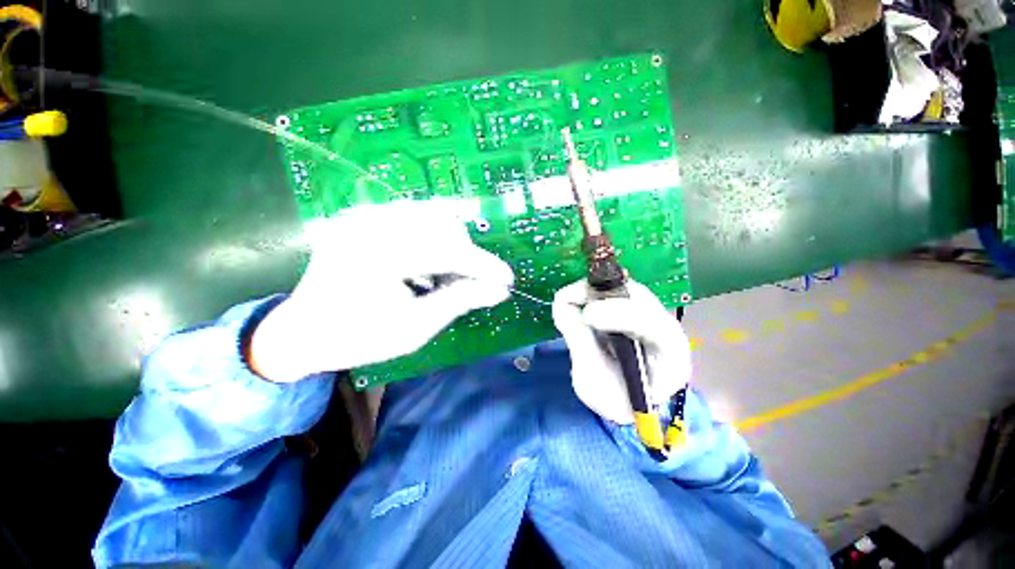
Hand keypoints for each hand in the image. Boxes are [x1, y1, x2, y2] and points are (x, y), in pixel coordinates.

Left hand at [250, 201, 513, 382]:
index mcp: (377, 255)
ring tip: (447, 275)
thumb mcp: (415, 328)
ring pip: (431, 215)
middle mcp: (370, 224)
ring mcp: (365, 216)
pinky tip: (428, 263)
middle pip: (442, 225)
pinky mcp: (366, 217)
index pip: (448, 252)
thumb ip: (459, 302)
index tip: (507, 280)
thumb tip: (499, 291)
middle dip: (467, 255)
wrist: (303, 331)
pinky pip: (414, 217)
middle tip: (474, 282)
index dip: (483, 266)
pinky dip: (433, 237)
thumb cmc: (359, 338)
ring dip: (452, 243)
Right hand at [551, 279, 691, 423]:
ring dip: (593, 291)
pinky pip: (613, 289)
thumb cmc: (613, 398)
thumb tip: (563, 306)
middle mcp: (667, 331)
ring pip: (625, 288)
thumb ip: (580, 343)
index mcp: (670, 361)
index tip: (587, 315)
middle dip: (603, 297)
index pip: (656, 328)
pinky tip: (574, 302)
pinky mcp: (634, 306)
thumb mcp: (593, 383)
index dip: (621, 315)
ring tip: (568, 301)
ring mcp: (651, 314)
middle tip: (568, 299)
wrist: (624, 398)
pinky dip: (590, 292)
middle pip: (641, 300)